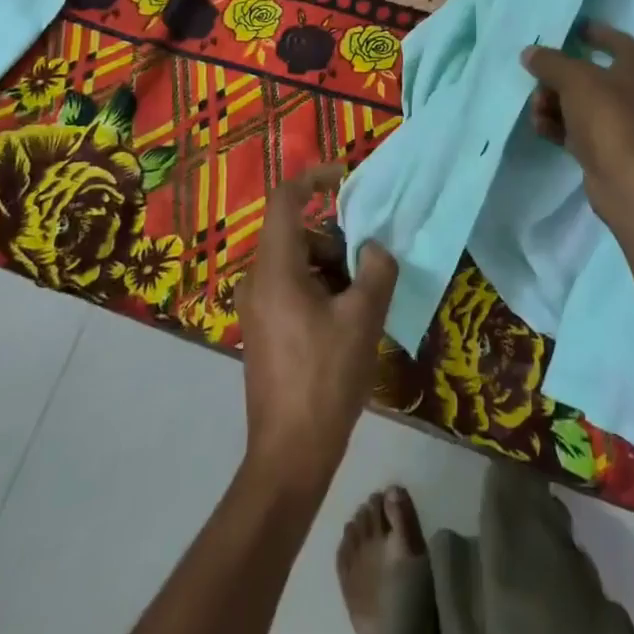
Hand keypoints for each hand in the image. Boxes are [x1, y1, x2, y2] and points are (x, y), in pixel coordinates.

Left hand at [236, 163, 397, 489]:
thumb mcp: (363, 318)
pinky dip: (320, 290)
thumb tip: (376, 247)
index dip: (314, 178)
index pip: (285, 200)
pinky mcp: (263, 330)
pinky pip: (292, 288)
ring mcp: (256, 308)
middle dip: (336, 241)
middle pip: (298, 235)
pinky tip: (345, 325)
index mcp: (275, 270)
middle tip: (368, 269)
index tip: (345, 178)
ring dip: (332, 269)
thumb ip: (376, 269)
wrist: (290, 455)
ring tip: (361, 305)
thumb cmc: (326, 379)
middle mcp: (257, 281)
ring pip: (298, 263)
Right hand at [521, 21, 633, 232]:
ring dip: (552, 102)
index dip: (593, 32)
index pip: (615, 40)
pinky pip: (573, 128)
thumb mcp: (575, 80)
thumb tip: (530, 53)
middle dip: (557, 75)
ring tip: (537, 109)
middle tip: (536, 78)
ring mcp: (617, 122)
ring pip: (577, 102)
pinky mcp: (603, 148)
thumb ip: (550, 62)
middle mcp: (631, 92)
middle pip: (587, 73)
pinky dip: (556, 125)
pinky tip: (539, 127)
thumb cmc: (608, 118)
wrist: (627, 182)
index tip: (568, 29)